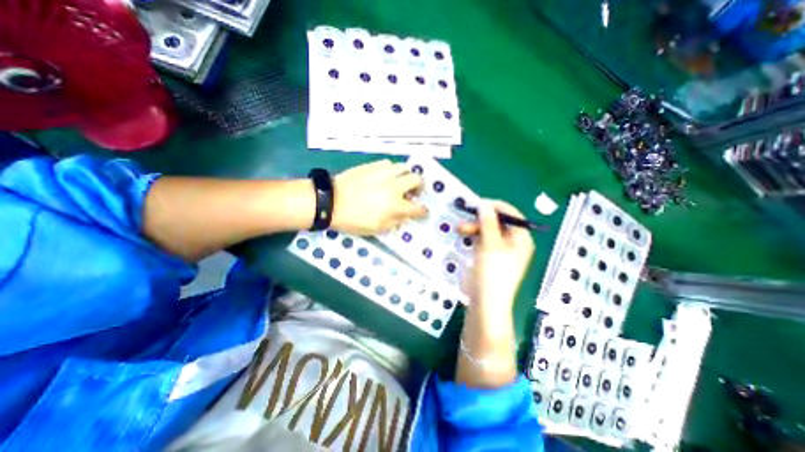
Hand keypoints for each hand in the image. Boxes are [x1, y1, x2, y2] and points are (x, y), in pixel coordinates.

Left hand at [331, 158, 425, 236]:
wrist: (331, 202)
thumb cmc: (354, 220)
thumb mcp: (377, 228)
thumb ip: (395, 222)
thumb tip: (405, 215)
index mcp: (395, 205)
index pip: (417, 207)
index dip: (422, 211)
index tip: (422, 211)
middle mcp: (394, 186)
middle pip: (417, 180)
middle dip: (419, 187)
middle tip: (413, 192)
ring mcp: (384, 173)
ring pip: (404, 167)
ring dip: (405, 176)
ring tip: (399, 182)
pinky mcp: (373, 166)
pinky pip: (389, 164)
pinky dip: (391, 170)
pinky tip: (385, 176)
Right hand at [460, 201, 533, 309]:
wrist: (485, 302)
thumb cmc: (493, 272)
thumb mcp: (491, 244)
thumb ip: (488, 222)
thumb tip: (484, 203)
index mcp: (521, 238)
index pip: (510, 214)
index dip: (494, 207)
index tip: (476, 204)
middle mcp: (512, 243)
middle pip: (498, 222)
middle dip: (480, 219)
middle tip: (464, 218)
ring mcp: (500, 251)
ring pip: (487, 231)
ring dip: (474, 227)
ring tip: (459, 228)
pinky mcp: (488, 257)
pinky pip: (481, 241)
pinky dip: (473, 236)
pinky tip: (463, 236)